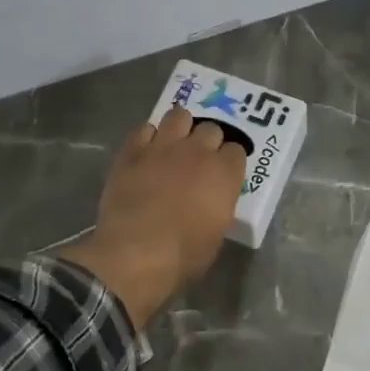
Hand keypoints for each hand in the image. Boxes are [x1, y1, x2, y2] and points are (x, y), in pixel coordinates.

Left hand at [59, 108, 247, 326]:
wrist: (136, 253)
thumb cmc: (184, 254)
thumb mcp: (217, 232)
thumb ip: (218, 205)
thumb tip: (211, 200)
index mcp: (225, 173)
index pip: (237, 150)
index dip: (230, 161)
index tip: (224, 173)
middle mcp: (198, 151)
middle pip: (211, 128)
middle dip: (208, 141)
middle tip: (199, 160)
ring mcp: (163, 147)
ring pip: (178, 116)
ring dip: (180, 128)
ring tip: (174, 145)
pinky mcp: (132, 151)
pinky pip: (144, 129)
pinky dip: (148, 138)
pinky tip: (146, 152)